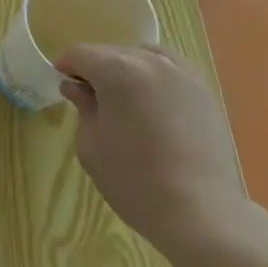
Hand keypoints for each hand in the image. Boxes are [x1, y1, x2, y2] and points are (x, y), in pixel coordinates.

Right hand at [55, 43, 258, 261]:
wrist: (201, 214)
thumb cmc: (134, 181)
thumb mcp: (91, 144)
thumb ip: (82, 106)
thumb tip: (76, 87)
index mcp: (117, 70)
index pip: (80, 53)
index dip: (66, 67)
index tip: (63, 85)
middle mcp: (149, 61)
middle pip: (111, 52)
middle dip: (96, 69)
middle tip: (91, 98)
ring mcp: (182, 73)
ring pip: (141, 56)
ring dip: (126, 70)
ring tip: (125, 100)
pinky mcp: (204, 91)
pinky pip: (170, 69)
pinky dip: (154, 77)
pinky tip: (153, 104)